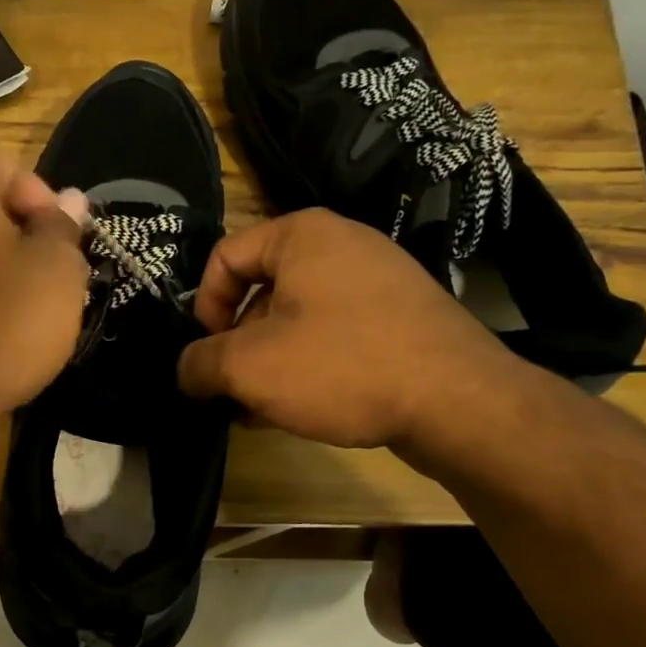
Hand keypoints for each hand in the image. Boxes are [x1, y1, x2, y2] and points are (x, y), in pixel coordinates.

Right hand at [176, 209, 522, 452]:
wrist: (459, 401)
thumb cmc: (341, 366)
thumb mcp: (249, 367)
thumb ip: (199, 364)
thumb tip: (186, 371)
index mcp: (301, 235)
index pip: (224, 257)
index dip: (204, 307)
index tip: (208, 355)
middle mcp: (341, 244)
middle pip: (260, 290)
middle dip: (237, 345)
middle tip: (233, 391)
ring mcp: (377, 280)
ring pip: (296, 318)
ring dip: (269, 363)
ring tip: (262, 411)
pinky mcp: (400, 317)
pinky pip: (334, 334)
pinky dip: (308, 366)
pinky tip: (302, 410)